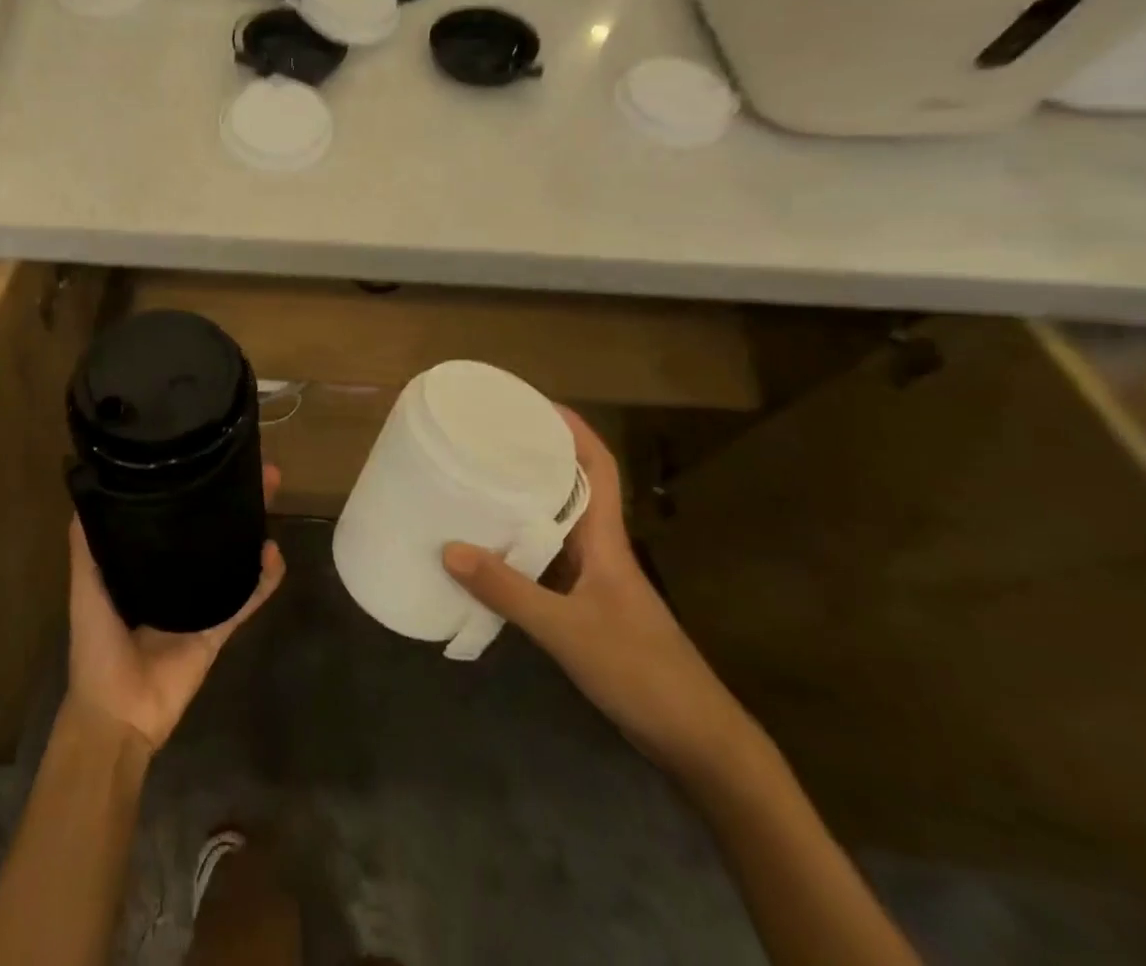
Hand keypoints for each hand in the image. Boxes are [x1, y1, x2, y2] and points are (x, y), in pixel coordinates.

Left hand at [66, 466, 286, 753]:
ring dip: (253, 526)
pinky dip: (264, 578)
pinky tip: (274, 553)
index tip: (206, 456)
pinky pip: (247, 598)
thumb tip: (88, 489)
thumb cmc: (96, 645)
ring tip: (270, 494)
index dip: (191, 488)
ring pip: (234, 556)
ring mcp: (201, 601)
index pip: (172, 517)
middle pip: (209, 529)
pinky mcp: (219, 627)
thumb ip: (86, 545)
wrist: (117, 712)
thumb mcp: (86, 587)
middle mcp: (175, 576)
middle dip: (231, 498)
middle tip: (256, 469)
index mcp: (145, 564)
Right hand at [442, 409, 759, 782]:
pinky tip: (487, 553)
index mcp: (606, 540)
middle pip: (572, 487)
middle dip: (537, 457)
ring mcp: (595, 581)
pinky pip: (546, 561)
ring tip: (477, 483)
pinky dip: (518, 548)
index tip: (534, 403)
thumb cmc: (641, 671)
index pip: (598, 467)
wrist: (696, 741)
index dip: (572, 429)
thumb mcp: (568, 631)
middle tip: (488, 439)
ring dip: (524, 502)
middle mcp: (600, 550)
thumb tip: (449, 548)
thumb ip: (509, 591)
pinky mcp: (586, 608)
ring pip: (556, 525)